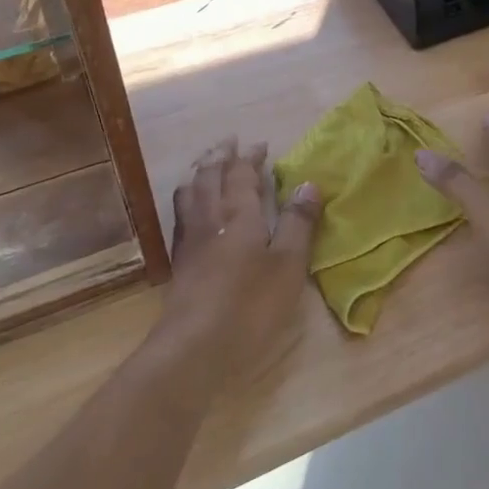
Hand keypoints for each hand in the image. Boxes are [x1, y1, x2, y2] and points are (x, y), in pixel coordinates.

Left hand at [156, 138, 322, 385]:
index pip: (242, 174)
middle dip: (220, 155)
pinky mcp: (180, 261)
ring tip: (206, 164)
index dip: (250, 157)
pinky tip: (192, 209)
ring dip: (199, 171)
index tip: (260, 145)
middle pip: (209, 175)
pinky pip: (181, 213)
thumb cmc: (250, 304)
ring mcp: (190, 239)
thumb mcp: (288, 264)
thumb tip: (308, 183)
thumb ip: (298, 222)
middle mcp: (210, 217)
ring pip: (190, 192)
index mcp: (239, 213)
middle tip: (229, 142)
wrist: (194, 346)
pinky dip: (188, 197)